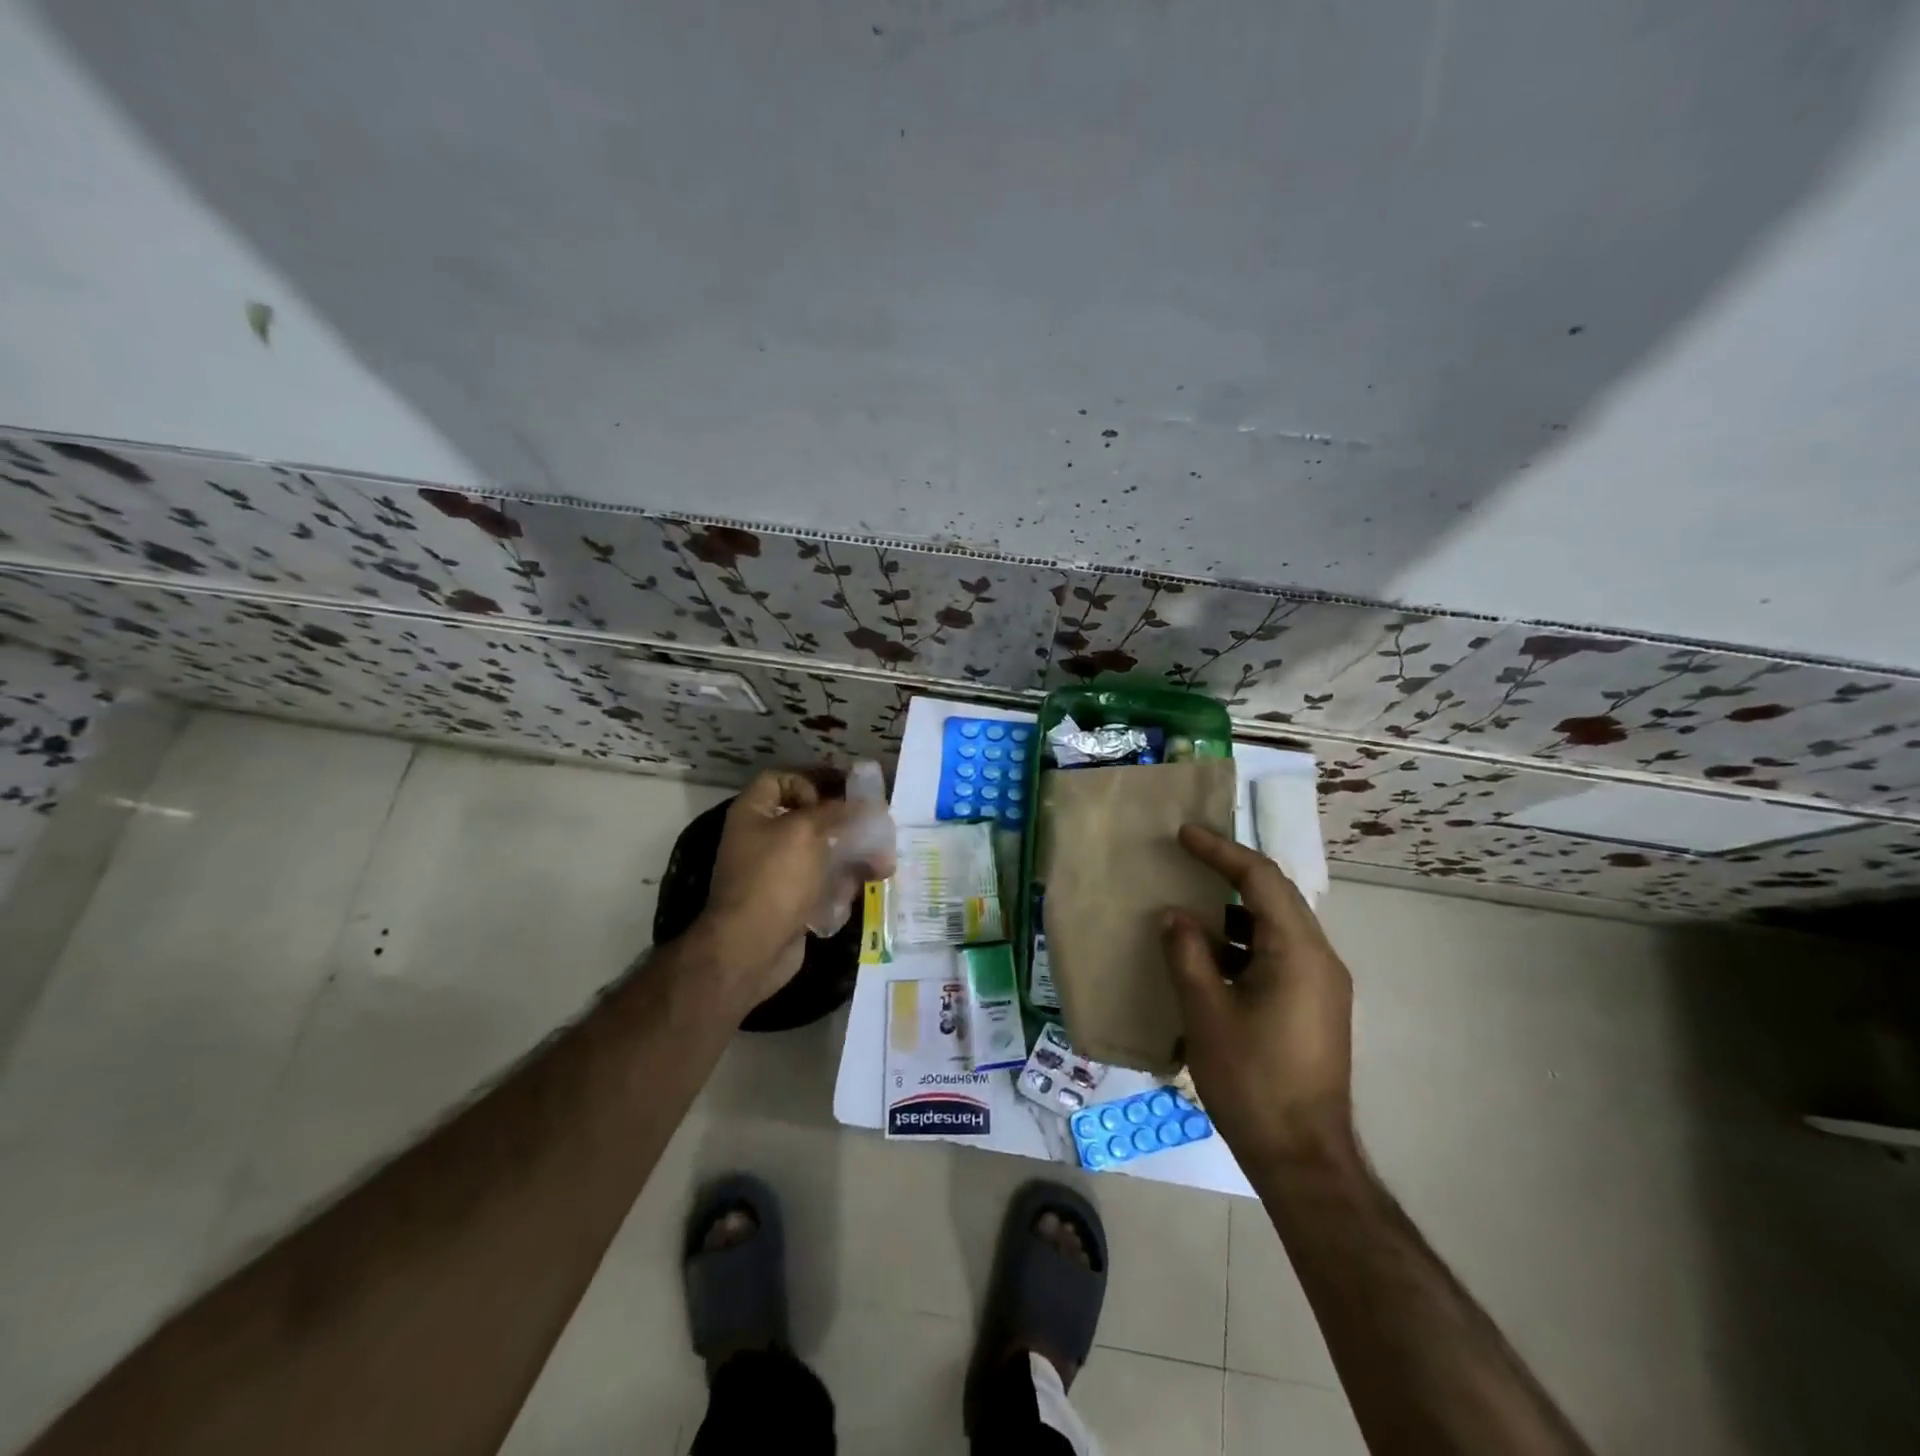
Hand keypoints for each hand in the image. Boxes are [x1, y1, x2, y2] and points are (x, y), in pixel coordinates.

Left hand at [694, 771, 855, 1005]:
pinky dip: (844, 883)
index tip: (841, 792)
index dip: (811, 779)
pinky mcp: (792, 901)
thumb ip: (837, 811)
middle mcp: (763, 839)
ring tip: (883, 862)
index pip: (781, 780)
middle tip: (874, 824)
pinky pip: (823, 883)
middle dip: (844, 821)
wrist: (750, 948)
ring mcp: (777, 873)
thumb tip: (866, 805)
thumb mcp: (807, 831)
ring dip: (854, 854)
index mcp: (754, 813)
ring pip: (822, 852)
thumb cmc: (775, 878)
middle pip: (808, 817)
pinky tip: (867, 884)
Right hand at [1161, 825, 1354, 1167]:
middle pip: (1275, 897)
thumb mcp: (1205, 1013)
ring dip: (1236, 913)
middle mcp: (1320, 959)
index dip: (1221, 851)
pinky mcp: (1316, 1008)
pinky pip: (1281, 955)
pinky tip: (1211, 959)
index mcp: (1298, 951)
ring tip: (1192, 908)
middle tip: (1188, 858)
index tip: (1185, 834)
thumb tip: (1175, 916)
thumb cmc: (1251, 1080)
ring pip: (1278, 927)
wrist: (1303, 1157)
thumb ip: (1186, 954)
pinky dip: (1245, 944)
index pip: (1260, 880)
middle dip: (1231, 873)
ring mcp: (1323, 985)